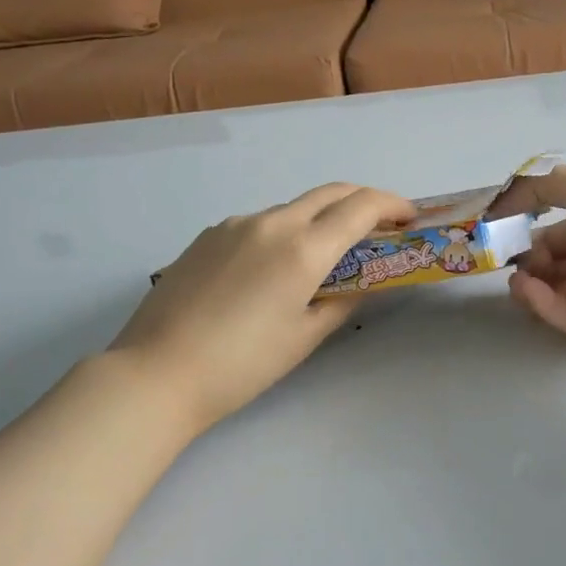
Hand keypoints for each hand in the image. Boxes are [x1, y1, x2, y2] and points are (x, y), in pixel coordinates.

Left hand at [110, 183, 414, 431]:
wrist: (156, 372)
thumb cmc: (241, 365)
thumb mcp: (304, 337)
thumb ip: (342, 301)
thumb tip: (362, 284)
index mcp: (302, 248)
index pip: (361, 206)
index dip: (392, 205)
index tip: (409, 218)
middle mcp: (271, 223)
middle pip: (330, 193)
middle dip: (363, 201)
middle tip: (379, 227)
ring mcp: (235, 225)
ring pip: (293, 208)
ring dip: (320, 219)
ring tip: (323, 257)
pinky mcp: (208, 235)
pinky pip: (259, 223)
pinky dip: (284, 232)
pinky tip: (273, 269)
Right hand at [493, 166, 565, 350]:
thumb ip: (542, 187)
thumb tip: (497, 200)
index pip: (555, 234)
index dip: (525, 235)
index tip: (496, 235)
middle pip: (552, 266)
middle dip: (526, 262)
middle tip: (503, 260)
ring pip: (556, 293)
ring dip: (530, 284)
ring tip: (516, 278)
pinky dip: (544, 304)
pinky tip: (528, 289)